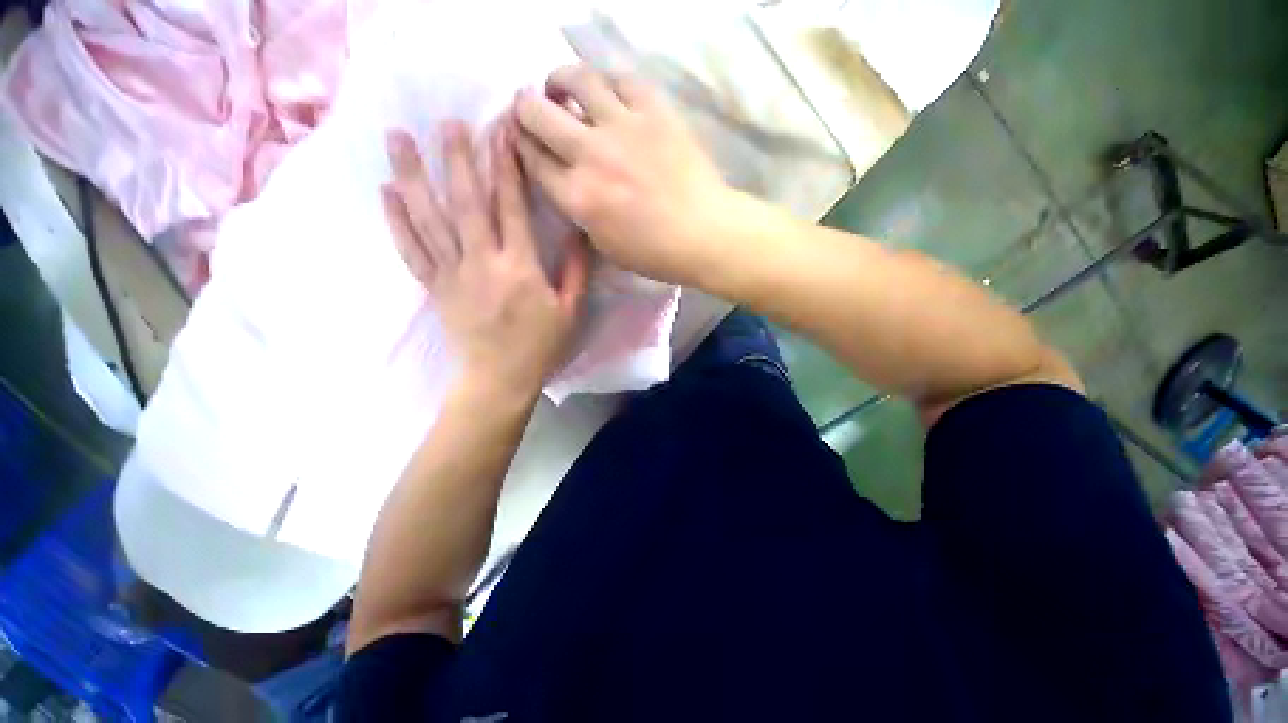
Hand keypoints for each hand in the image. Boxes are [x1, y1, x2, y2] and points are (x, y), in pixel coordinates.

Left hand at [383, 119, 588, 399]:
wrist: (500, 379)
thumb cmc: (541, 346)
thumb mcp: (571, 311)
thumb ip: (576, 270)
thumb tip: (580, 232)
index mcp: (520, 267)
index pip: (511, 207)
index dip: (506, 167)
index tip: (500, 131)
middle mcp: (482, 262)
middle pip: (465, 202)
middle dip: (457, 157)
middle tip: (446, 120)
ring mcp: (453, 274)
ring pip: (429, 219)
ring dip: (413, 176)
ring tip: (397, 138)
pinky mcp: (436, 288)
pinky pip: (412, 250)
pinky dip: (397, 221)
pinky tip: (386, 193)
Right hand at [514, 64, 733, 285]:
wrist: (704, 234)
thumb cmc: (655, 253)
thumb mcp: (605, 246)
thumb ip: (581, 213)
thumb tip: (570, 186)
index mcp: (578, 197)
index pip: (532, 159)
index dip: (521, 145)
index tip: (521, 139)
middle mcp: (591, 155)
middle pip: (537, 113)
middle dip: (526, 108)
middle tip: (533, 109)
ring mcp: (623, 127)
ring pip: (576, 79)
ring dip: (560, 79)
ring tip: (562, 87)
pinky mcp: (654, 111)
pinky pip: (621, 78)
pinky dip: (607, 81)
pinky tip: (607, 91)